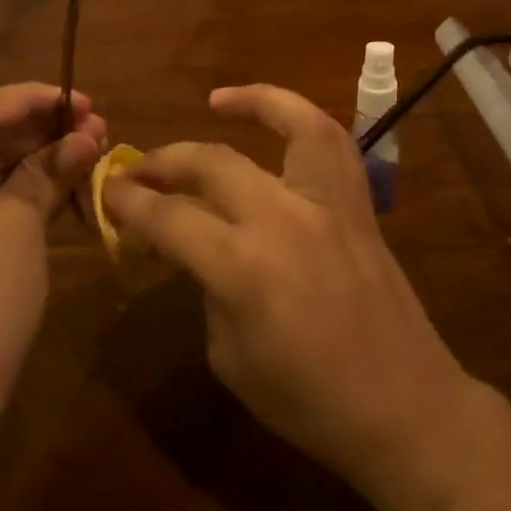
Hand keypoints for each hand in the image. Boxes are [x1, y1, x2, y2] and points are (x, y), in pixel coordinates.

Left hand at [0, 83, 107, 435]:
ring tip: (87, 143)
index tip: (81, 97)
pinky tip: (61, 173)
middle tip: (93, 122)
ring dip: (32, 155)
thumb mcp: (17, 225)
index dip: (31, 100)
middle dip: (37, 130)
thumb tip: (89, 134)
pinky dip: (16, 185)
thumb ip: (50, 169)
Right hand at [101, 85, 472, 491]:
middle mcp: (282, 218)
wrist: (403, 408)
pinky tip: (280, 117)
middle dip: (163, 162)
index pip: (169, 218)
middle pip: (211, 163)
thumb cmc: (308, 400)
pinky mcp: (357, 205)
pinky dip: (302, 117)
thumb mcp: (230, 357)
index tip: (107, 190)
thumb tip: (197, 248)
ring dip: (250, 103)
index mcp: (242, 267)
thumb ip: (207, 290)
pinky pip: (332, 143)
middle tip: (138, 170)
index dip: (129, 202)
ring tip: (216, 101)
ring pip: (290, 125)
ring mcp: (327, 204)